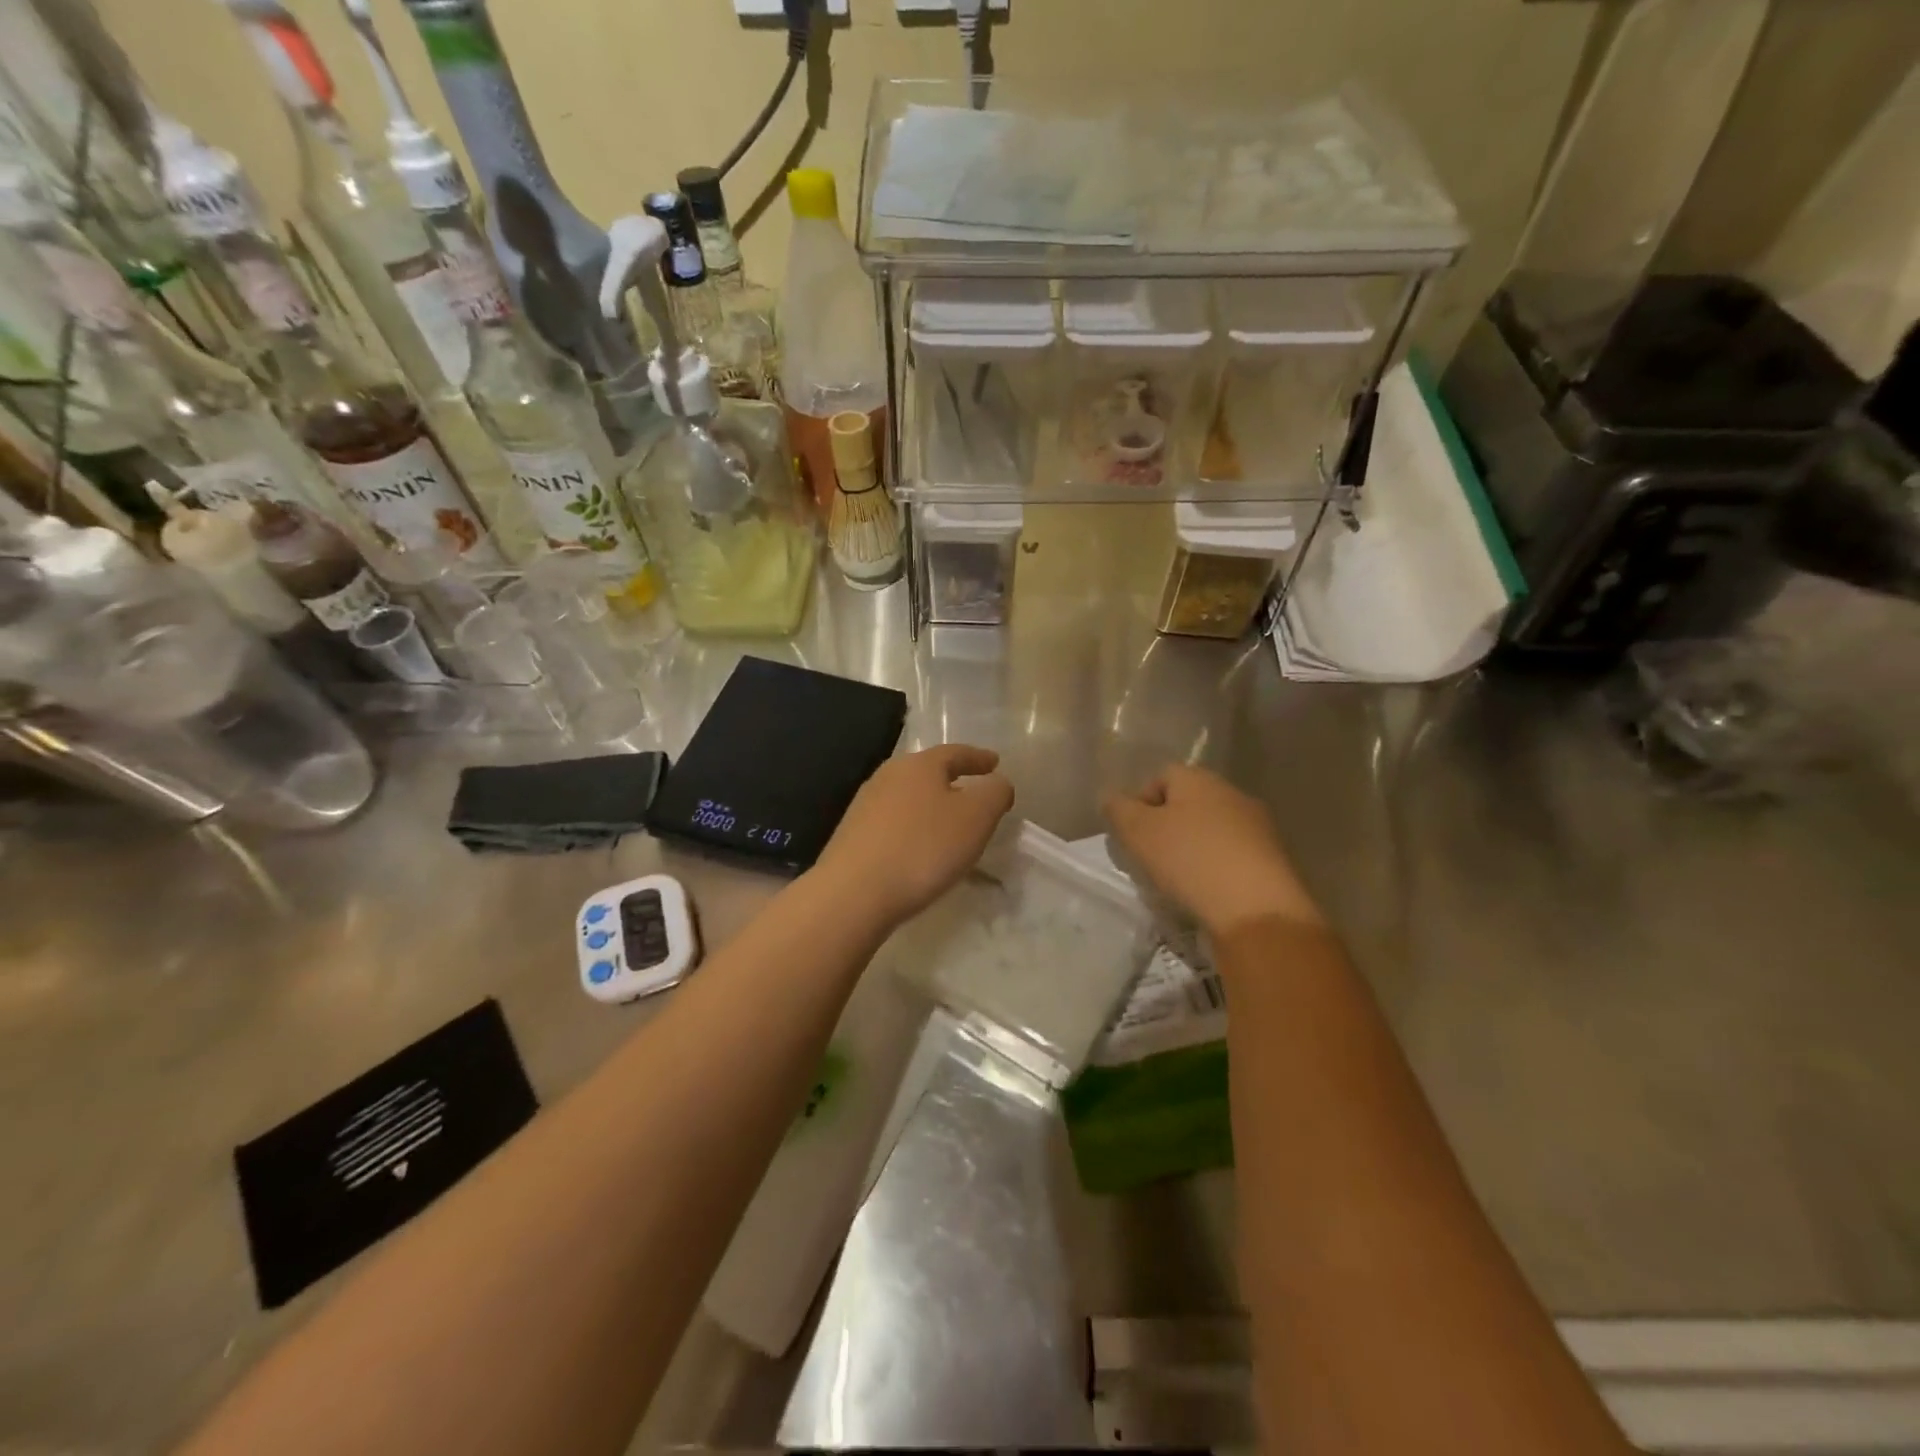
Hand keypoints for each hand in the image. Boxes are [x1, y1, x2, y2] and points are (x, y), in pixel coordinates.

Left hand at [814, 744, 1015, 926]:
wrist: (853, 893)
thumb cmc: (923, 848)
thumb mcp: (975, 818)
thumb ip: (995, 794)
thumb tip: (998, 782)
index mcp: (919, 765)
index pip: (955, 753)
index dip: (978, 758)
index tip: (995, 763)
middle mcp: (888, 776)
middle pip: (927, 772)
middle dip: (953, 780)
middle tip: (974, 791)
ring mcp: (866, 805)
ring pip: (909, 797)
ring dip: (932, 806)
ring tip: (950, 823)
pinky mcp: (853, 835)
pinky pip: (894, 822)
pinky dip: (914, 827)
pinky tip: (920, 847)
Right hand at [1104, 764, 1323, 934]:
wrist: (1258, 911)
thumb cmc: (1190, 861)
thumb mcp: (1138, 832)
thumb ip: (1117, 809)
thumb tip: (1111, 798)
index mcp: (1199, 779)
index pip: (1161, 776)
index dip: (1140, 803)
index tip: (1131, 836)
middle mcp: (1232, 793)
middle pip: (1187, 803)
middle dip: (1166, 828)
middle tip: (1149, 859)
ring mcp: (1258, 827)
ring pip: (1210, 831)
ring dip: (1191, 850)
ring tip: (1177, 882)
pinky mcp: (1273, 860)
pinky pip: (1232, 856)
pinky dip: (1216, 870)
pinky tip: (1207, 893)